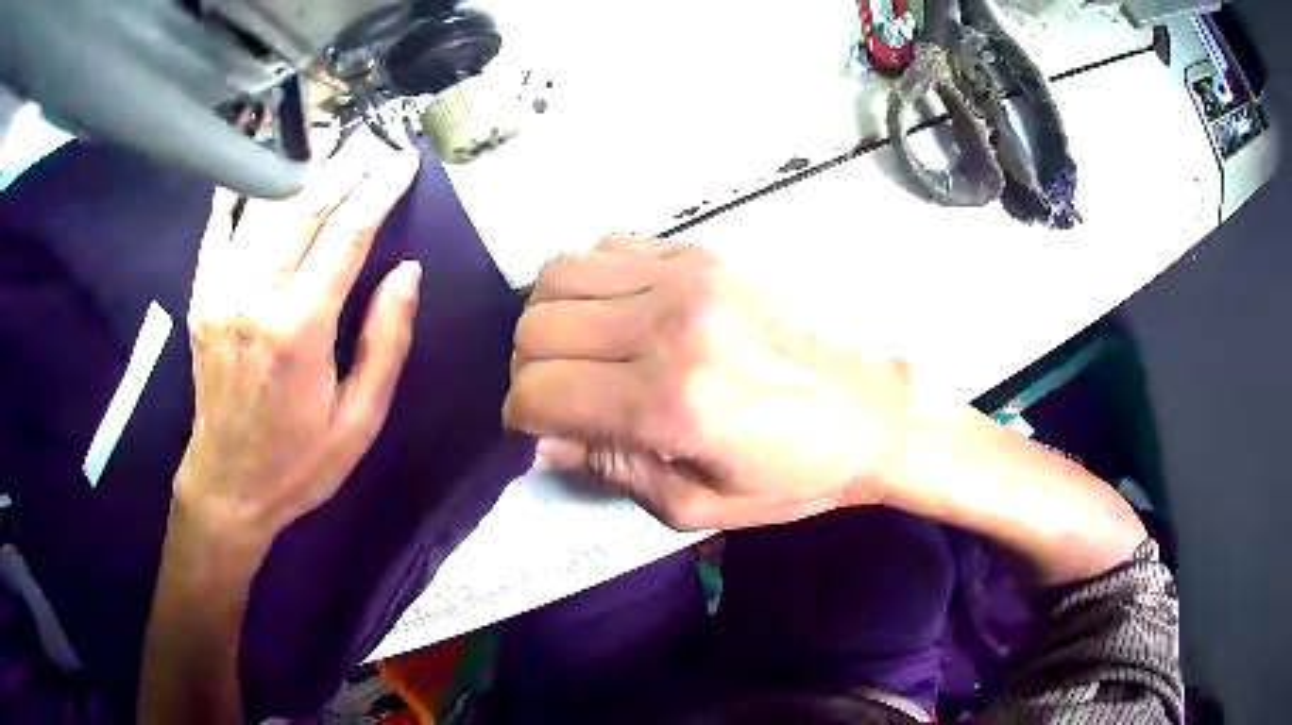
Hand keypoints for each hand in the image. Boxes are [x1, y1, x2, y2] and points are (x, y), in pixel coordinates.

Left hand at [177, 128, 421, 543]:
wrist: (227, 487)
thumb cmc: (299, 463)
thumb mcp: (359, 421)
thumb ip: (385, 343)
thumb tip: (408, 272)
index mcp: (297, 331)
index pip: (345, 238)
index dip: (377, 193)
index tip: (401, 162)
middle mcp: (253, 298)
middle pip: (302, 210)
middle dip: (342, 168)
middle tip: (370, 138)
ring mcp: (219, 292)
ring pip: (262, 211)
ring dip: (299, 171)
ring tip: (329, 143)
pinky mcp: (200, 297)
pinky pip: (218, 230)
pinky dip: (238, 192)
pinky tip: (254, 165)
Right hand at [504, 236, 914, 529]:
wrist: (865, 410)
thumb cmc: (788, 473)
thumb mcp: (694, 505)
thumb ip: (608, 467)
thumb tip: (544, 437)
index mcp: (669, 400)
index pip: (539, 390)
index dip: (523, 417)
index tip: (541, 431)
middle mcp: (669, 323)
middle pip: (536, 325)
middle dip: (528, 369)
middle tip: (559, 395)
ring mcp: (685, 276)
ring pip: (559, 274)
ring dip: (551, 319)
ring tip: (581, 351)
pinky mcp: (700, 253)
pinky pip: (607, 246)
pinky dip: (590, 281)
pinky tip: (616, 313)